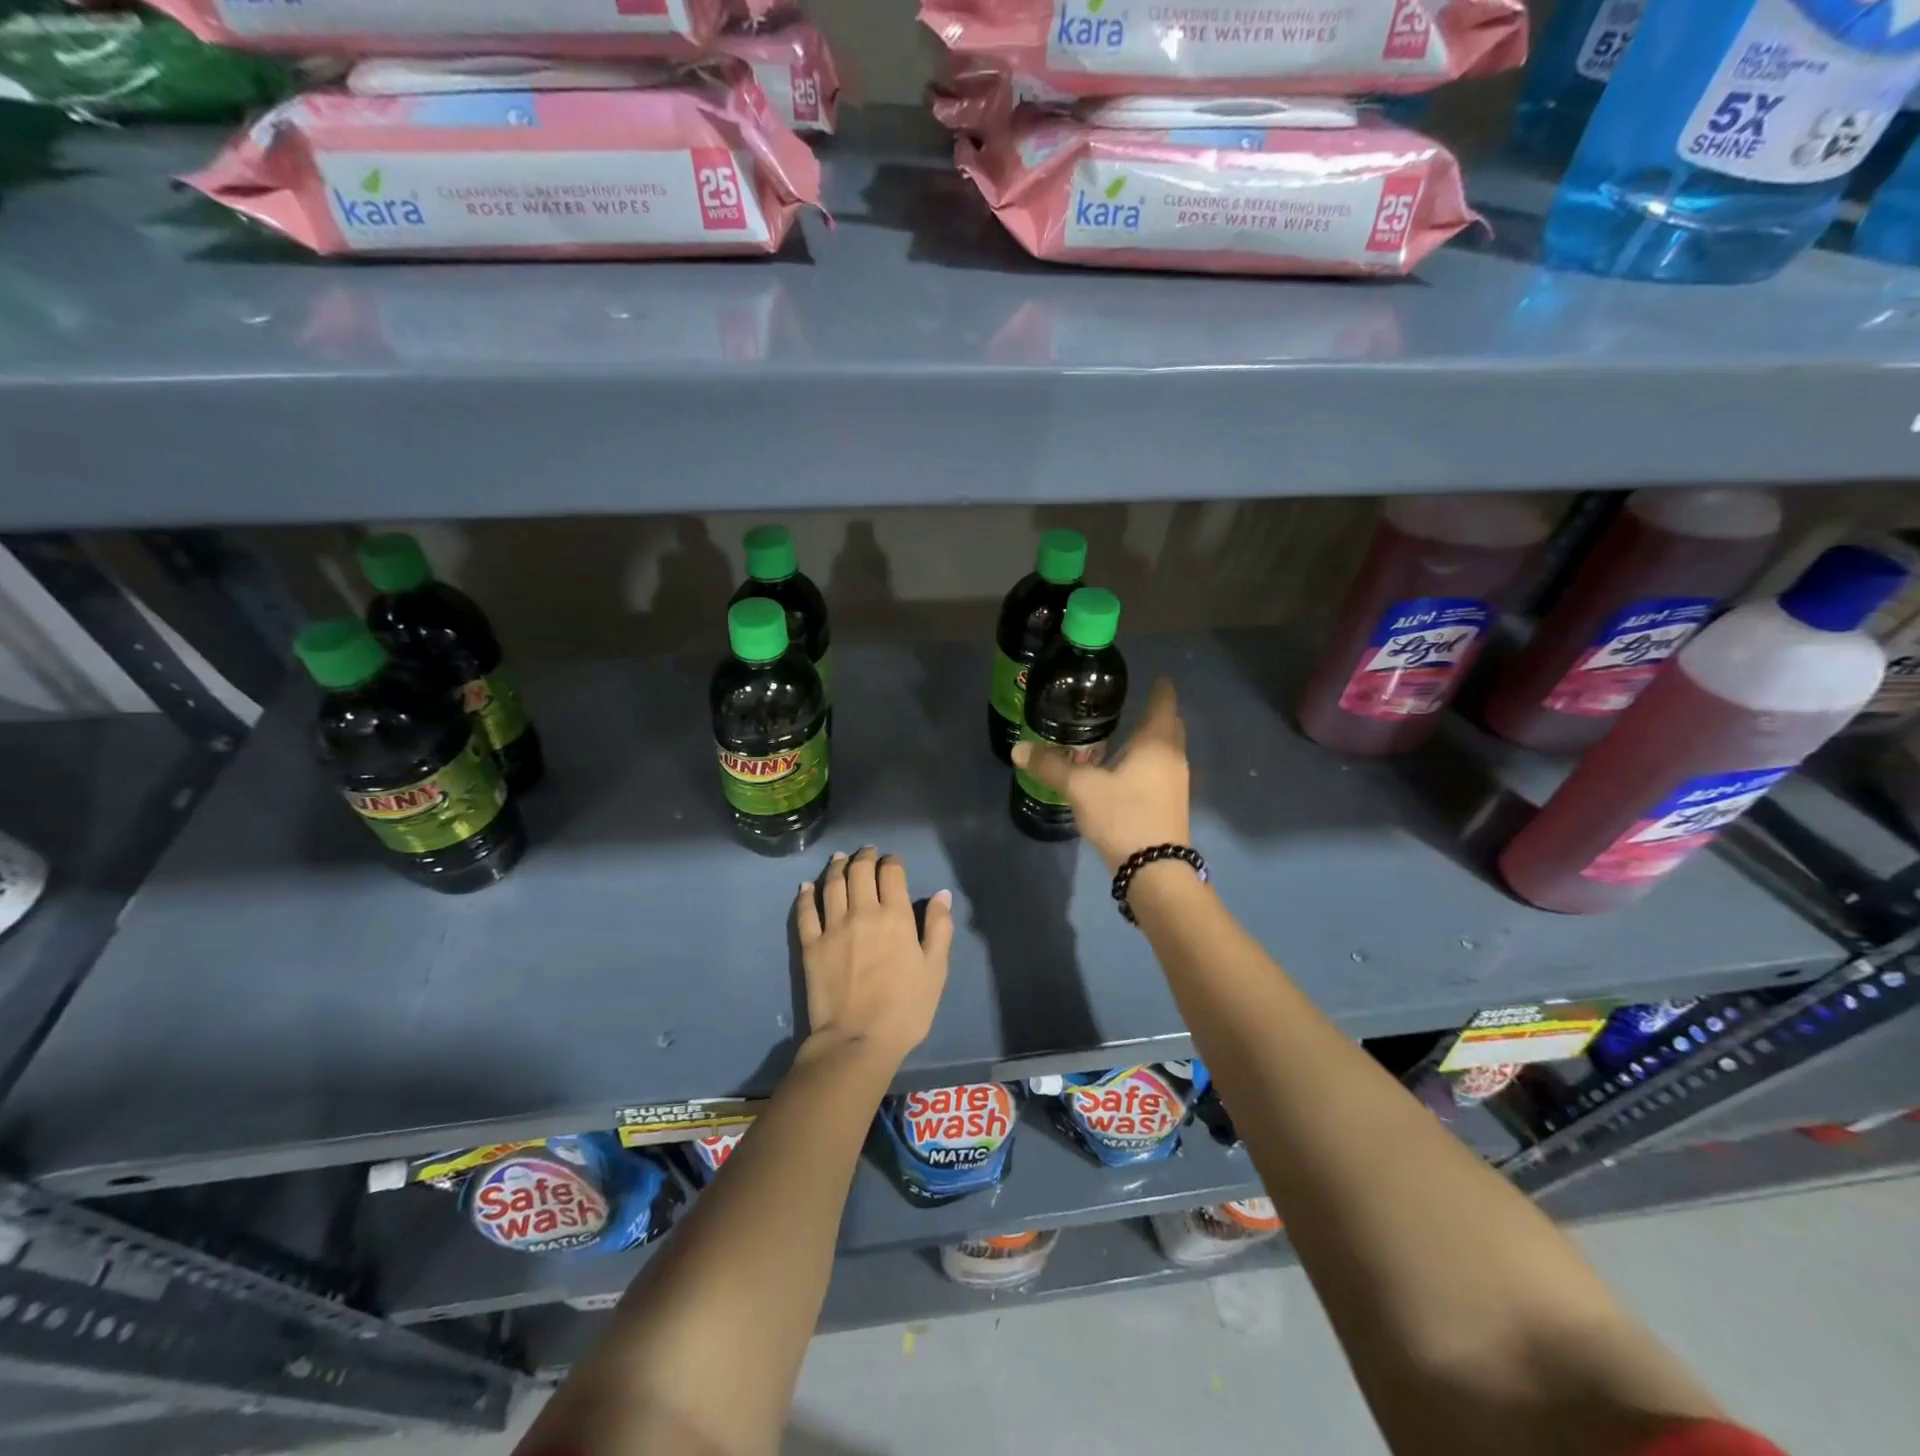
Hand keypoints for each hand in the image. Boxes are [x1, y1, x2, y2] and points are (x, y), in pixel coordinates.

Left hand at [794, 848, 952, 1068]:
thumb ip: (939, 928)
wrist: (857, 1041)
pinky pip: (805, 912)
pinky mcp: (811, 945)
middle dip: (865, 857)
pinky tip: (806, 886)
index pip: (891, 874)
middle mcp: (863, 912)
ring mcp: (833, 927)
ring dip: (836, 867)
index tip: (893, 862)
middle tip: (867, 853)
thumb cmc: (905, 1009)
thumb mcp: (936, 970)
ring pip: (832, 884)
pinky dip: (806, 895)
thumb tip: (941, 894)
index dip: (892, 862)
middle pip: (860, 871)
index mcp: (896, 916)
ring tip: (839, 859)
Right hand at [1011, 677, 1189, 870]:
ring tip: (1127, 735)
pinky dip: (1149, 763)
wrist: (1154, 870)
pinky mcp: (1172, 805)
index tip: (1157, 676)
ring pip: (1167, 751)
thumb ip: (1050, 766)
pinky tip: (1128, 772)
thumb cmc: (1123, 815)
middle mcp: (1173, 758)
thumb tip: (1018, 750)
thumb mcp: (1080, 788)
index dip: (1161, 688)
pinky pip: (1162, 771)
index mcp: (1156, 743)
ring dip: (1153, 741)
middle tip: (1134, 704)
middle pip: (1170, 726)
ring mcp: (1177, 783)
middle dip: (1158, 713)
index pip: (1164, 703)